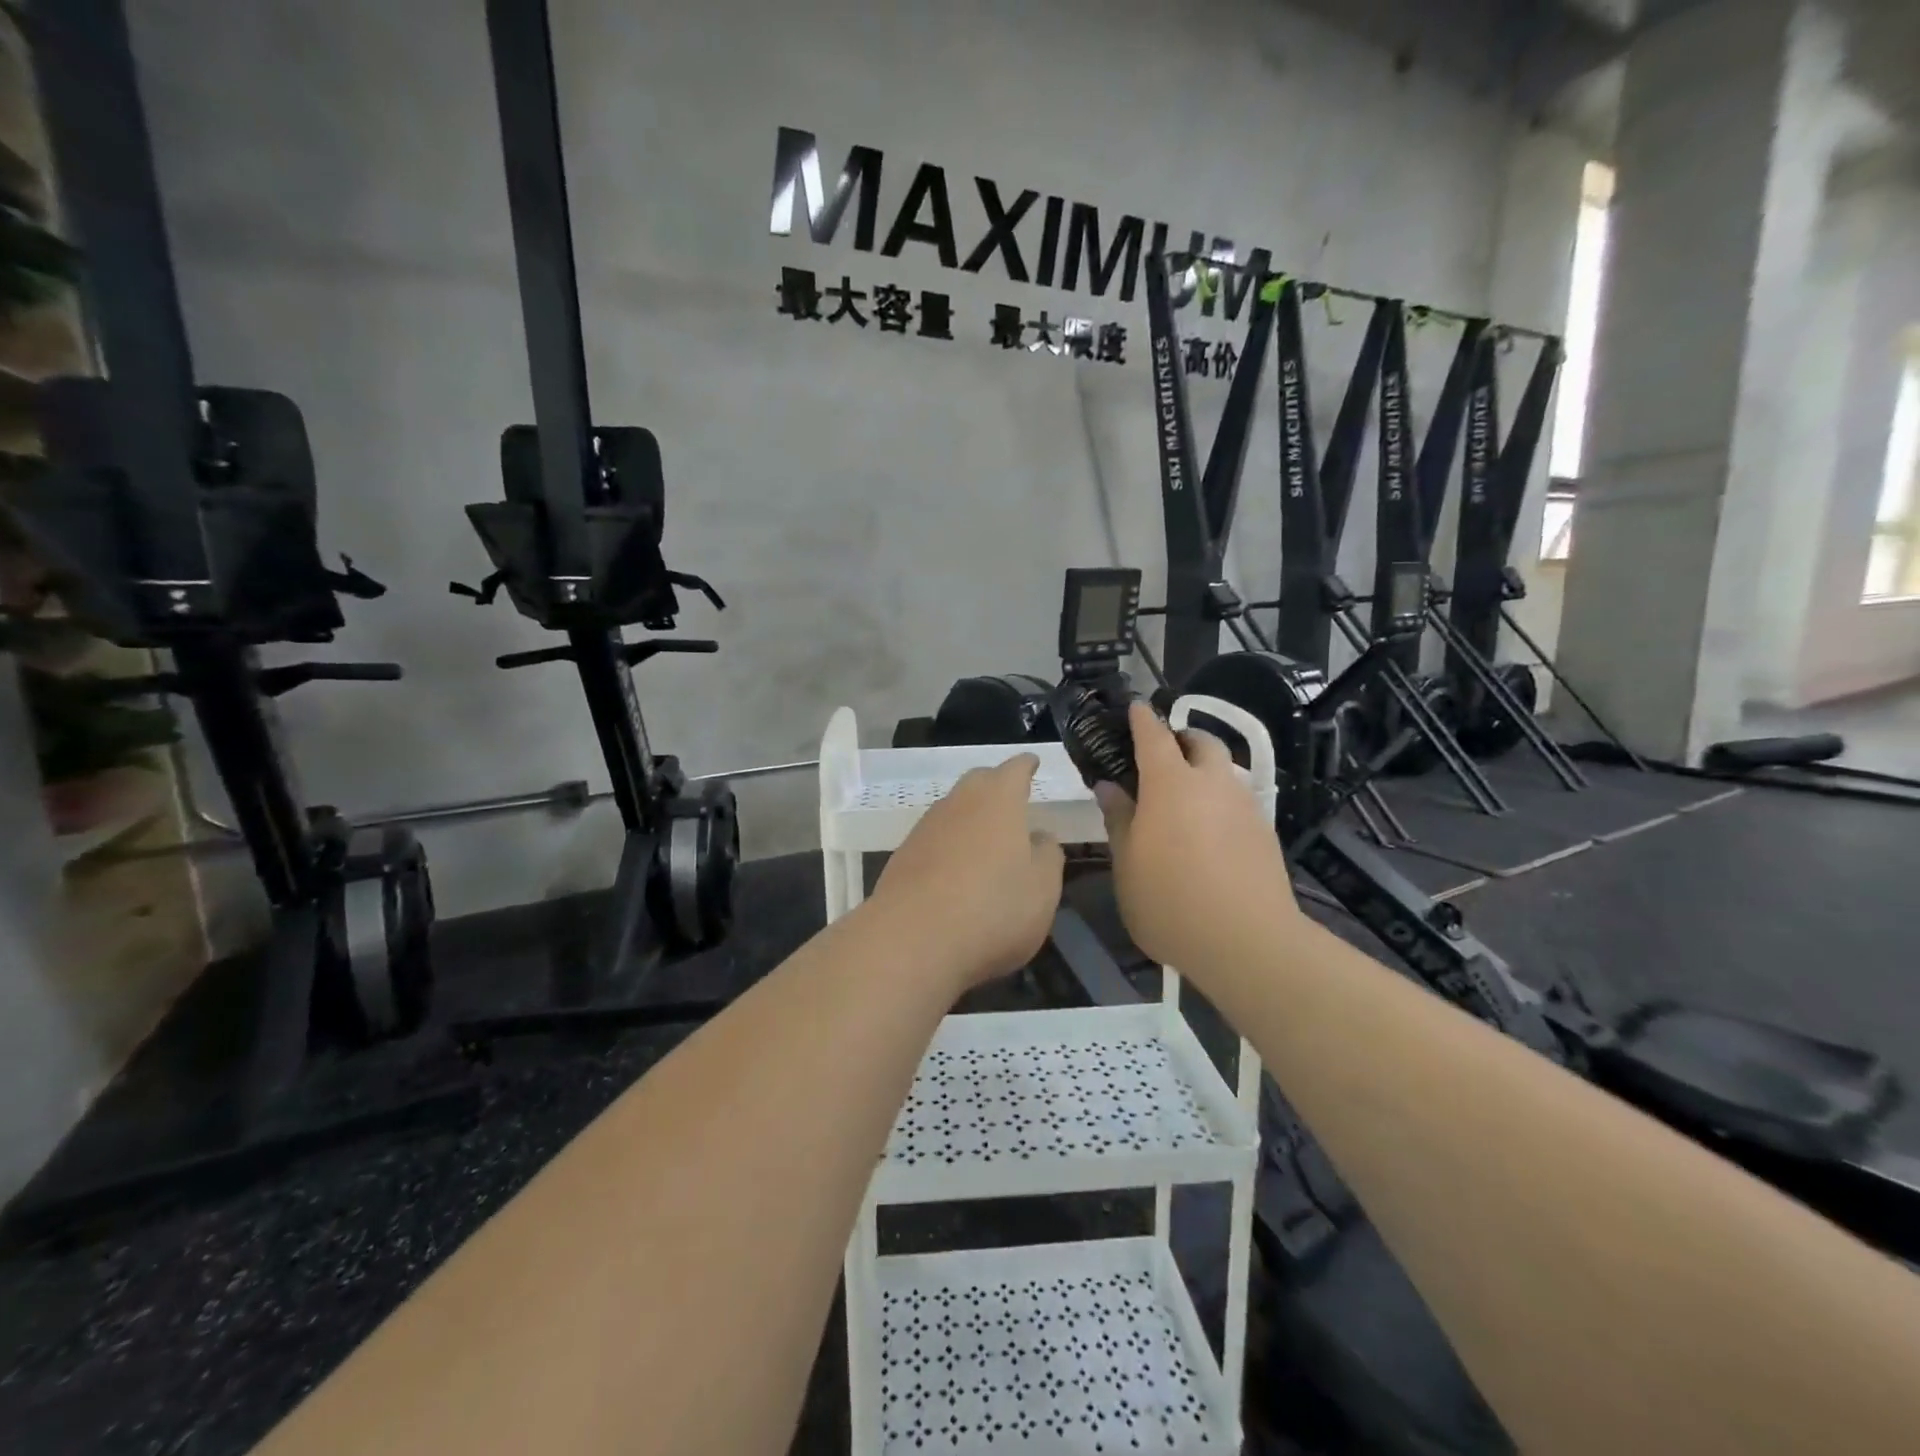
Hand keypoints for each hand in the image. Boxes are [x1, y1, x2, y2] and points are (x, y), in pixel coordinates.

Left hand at [869, 754, 1065, 992]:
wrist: (912, 939)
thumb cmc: (993, 908)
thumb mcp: (1043, 888)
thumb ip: (1047, 856)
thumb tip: (1040, 837)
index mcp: (999, 799)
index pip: (1015, 769)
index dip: (1026, 766)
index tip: (1032, 763)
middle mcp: (959, 802)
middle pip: (979, 782)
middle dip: (996, 786)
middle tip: (1012, 800)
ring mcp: (925, 828)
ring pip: (954, 809)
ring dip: (971, 818)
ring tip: (987, 839)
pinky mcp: (903, 856)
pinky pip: (935, 839)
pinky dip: (950, 845)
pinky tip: (957, 870)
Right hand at [1097, 702, 1300, 974]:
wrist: (1247, 942)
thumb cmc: (1170, 901)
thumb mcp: (1127, 864)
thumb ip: (1119, 818)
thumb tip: (1109, 786)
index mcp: (1171, 784)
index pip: (1154, 736)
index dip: (1142, 719)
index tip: (1134, 707)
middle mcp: (1212, 783)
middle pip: (1201, 742)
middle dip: (1182, 739)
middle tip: (1162, 755)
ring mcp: (1244, 805)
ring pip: (1225, 770)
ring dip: (1204, 770)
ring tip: (1185, 798)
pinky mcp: (1265, 832)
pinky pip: (1237, 800)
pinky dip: (1220, 800)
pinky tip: (1209, 832)